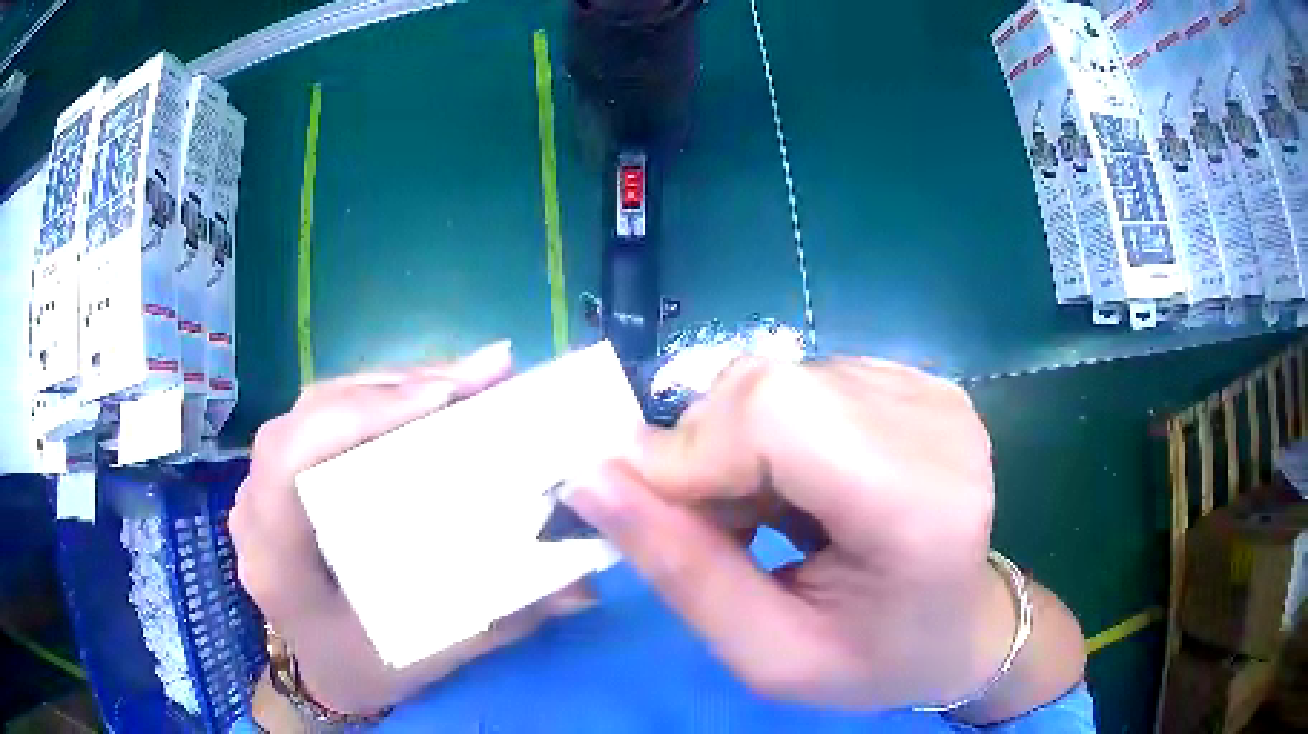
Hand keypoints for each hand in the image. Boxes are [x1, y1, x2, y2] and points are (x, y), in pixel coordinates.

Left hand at [232, 342, 593, 715]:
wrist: (321, 671)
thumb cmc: (365, 669)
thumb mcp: (430, 655)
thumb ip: (502, 620)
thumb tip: (584, 585)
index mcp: (277, 561)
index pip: (293, 460)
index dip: (359, 414)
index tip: (444, 399)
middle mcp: (256, 511)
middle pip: (310, 415)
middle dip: (396, 388)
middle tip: (482, 376)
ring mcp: (262, 486)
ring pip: (317, 406)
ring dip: (392, 386)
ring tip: (467, 379)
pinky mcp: (279, 475)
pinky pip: (323, 417)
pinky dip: (377, 400)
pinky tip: (427, 398)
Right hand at [564, 357, 1084, 720]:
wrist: (961, 626)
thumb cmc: (875, 659)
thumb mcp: (768, 655)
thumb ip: (679, 571)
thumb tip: (588, 477)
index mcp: (920, 507)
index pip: (779, 418)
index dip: (692, 451)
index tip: (642, 506)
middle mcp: (935, 426)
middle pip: (772, 387)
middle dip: (707, 452)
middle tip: (712, 526)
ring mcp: (930, 392)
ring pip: (779, 379)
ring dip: (738, 445)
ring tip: (760, 515)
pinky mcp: (915, 381)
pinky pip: (804, 381)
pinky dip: (773, 433)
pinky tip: (798, 485)